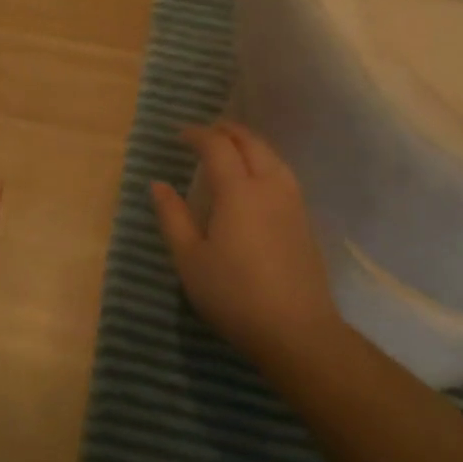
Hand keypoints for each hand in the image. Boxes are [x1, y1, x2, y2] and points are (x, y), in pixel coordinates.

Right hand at [151, 121, 345, 370]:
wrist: (296, 331)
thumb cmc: (233, 294)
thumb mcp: (190, 259)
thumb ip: (172, 216)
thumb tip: (158, 184)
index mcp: (238, 191)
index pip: (217, 146)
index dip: (198, 134)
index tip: (179, 135)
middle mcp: (269, 186)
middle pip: (251, 143)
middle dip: (227, 131)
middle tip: (206, 132)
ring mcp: (292, 202)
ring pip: (272, 156)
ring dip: (249, 143)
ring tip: (231, 147)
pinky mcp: (304, 220)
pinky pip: (283, 173)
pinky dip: (265, 161)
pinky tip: (256, 177)